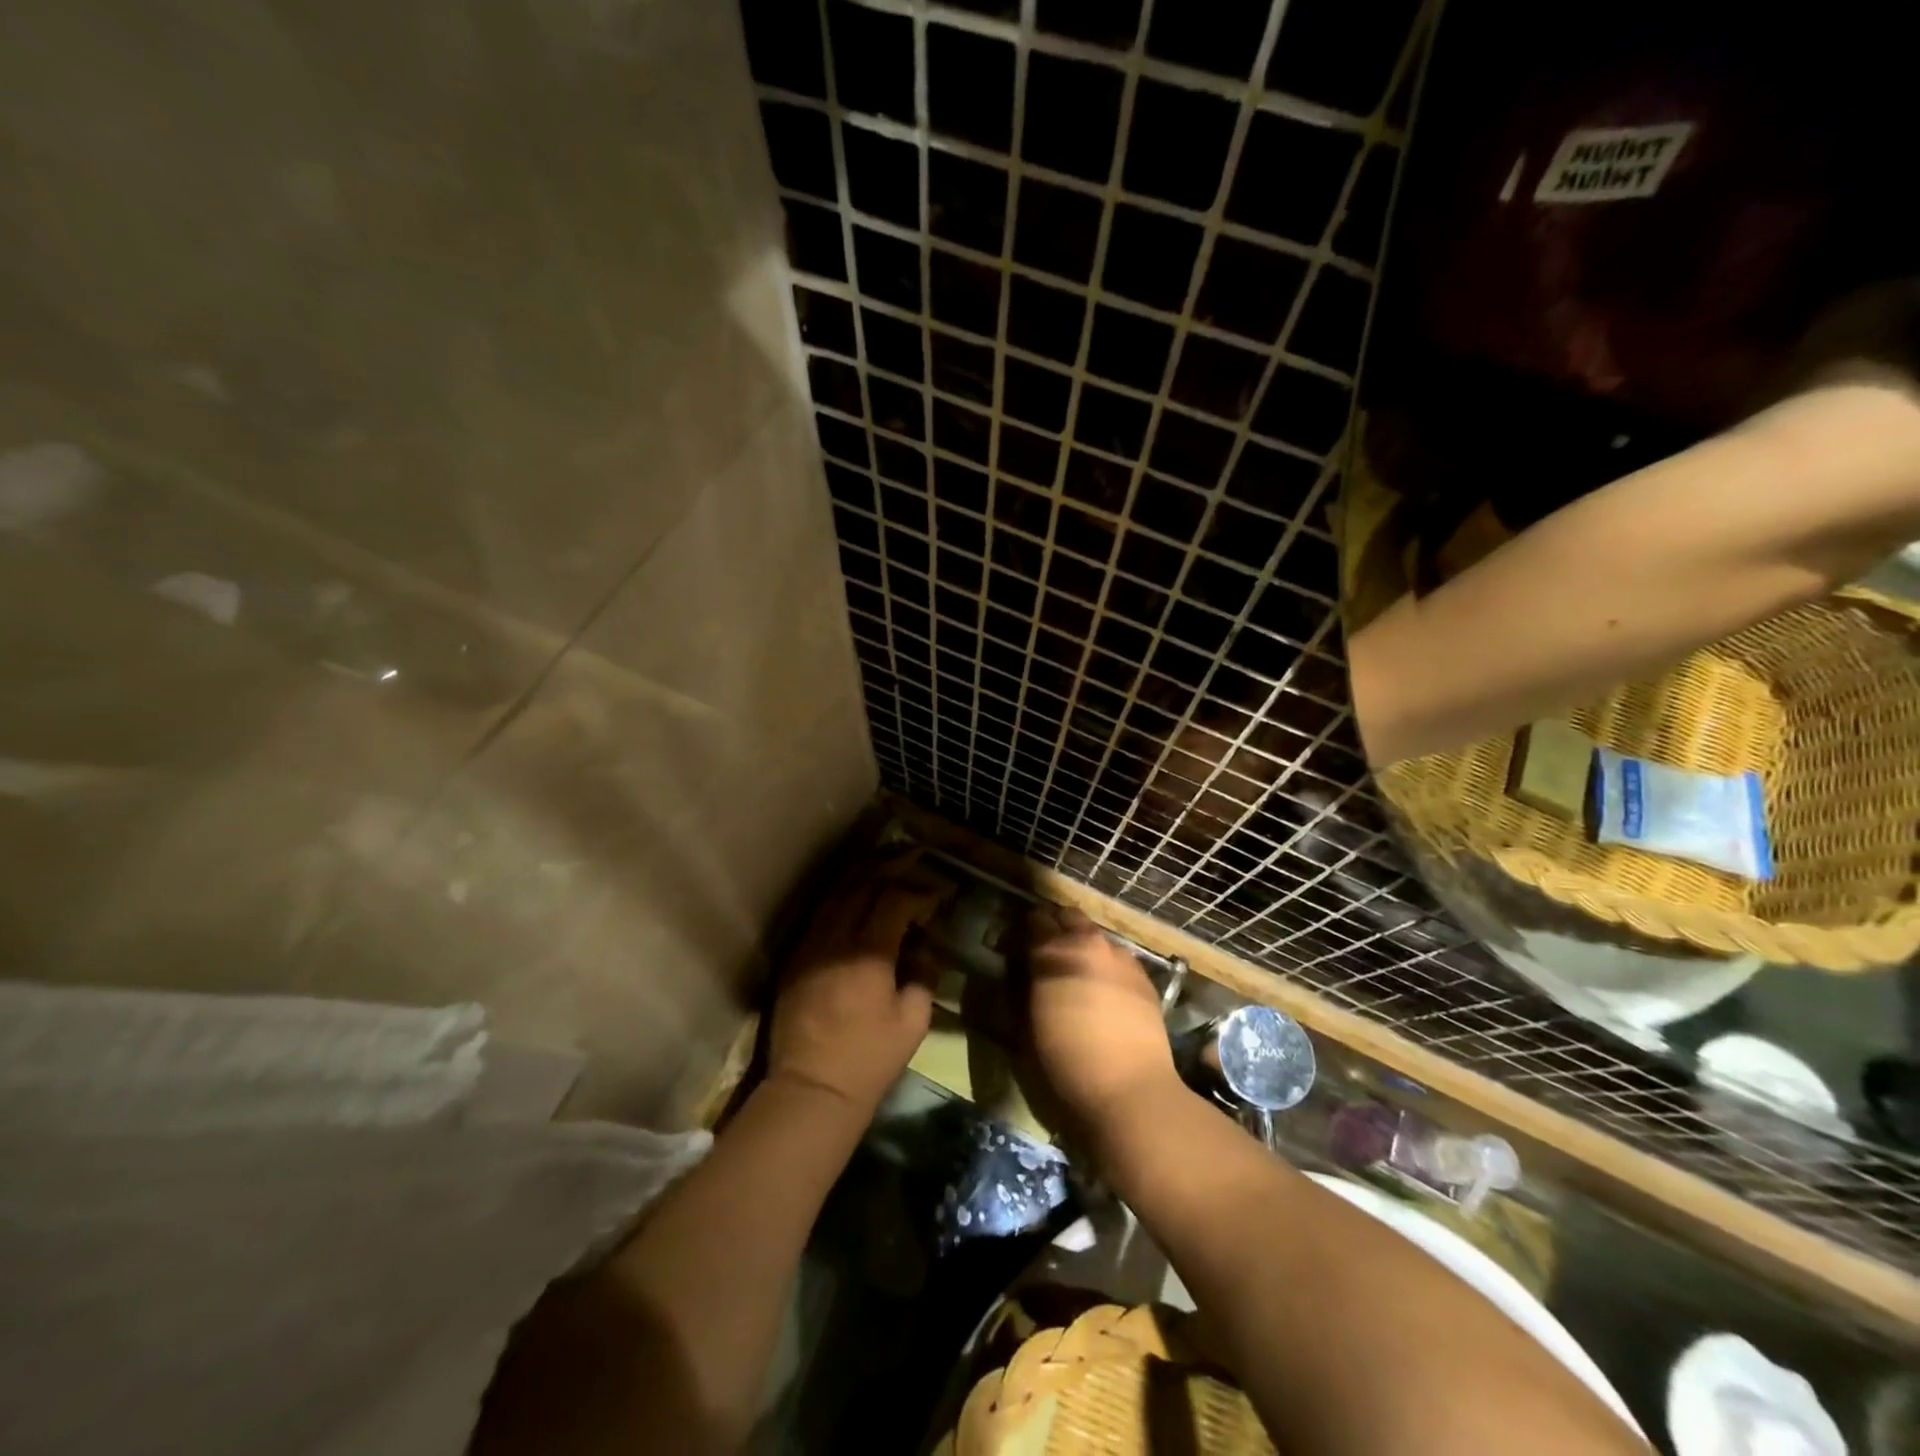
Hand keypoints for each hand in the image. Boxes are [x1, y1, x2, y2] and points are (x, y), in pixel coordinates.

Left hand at [767, 850, 948, 1116]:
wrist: (811, 1088)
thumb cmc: (869, 1059)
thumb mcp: (913, 1021)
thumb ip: (924, 975)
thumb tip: (924, 947)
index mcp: (869, 953)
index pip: (895, 900)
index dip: (920, 891)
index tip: (939, 893)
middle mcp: (836, 938)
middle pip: (863, 884)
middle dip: (891, 866)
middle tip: (914, 857)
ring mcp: (811, 944)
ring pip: (836, 893)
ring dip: (863, 874)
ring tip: (885, 863)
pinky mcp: (796, 956)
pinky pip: (820, 912)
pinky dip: (841, 895)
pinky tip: (854, 893)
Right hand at [1023, 904, 1178, 1132]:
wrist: (1130, 1092)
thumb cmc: (1065, 1063)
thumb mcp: (1025, 1026)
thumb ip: (1020, 987)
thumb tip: (1021, 970)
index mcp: (1052, 952)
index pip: (1033, 920)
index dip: (1023, 932)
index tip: (1018, 948)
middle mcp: (1088, 944)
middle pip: (1068, 917)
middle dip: (1056, 929)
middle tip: (1047, 956)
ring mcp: (1121, 957)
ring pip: (1096, 936)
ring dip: (1083, 947)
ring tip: (1078, 976)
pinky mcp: (1145, 978)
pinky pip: (1119, 959)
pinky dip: (1107, 966)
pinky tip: (1104, 993)